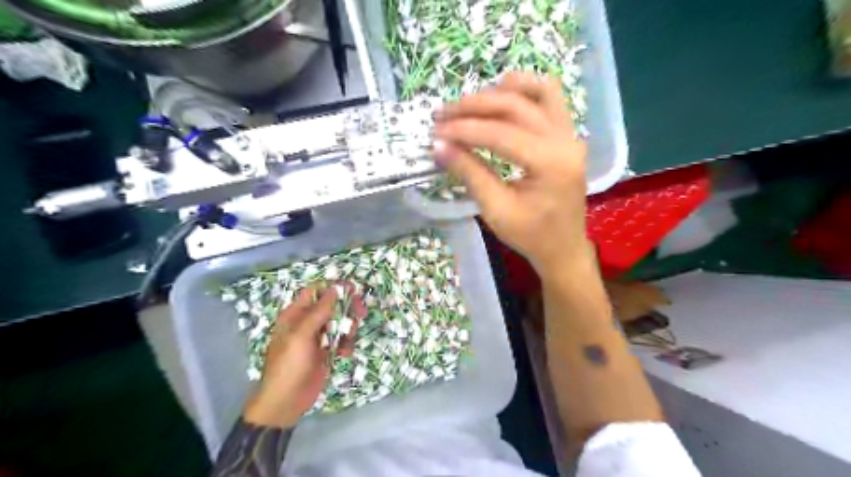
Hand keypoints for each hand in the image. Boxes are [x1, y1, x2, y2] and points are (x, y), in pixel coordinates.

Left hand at [247, 287, 365, 428]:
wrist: (286, 402)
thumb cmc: (289, 365)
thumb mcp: (301, 335)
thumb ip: (319, 311)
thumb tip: (335, 289)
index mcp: (296, 314)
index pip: (316, 292)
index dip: (333, 288)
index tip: (352, 289)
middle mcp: (307, 323)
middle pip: (332, 306)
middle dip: (347, 307)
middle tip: (361, 311)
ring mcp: (318, 338)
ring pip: (339, 323)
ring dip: (348, 328)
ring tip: (349, 338)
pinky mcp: (327, 352)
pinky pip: (341, 340)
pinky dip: (346, 344)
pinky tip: (344, 354)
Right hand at [438, 73, 593, 277]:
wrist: (563, 248)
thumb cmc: (531, 236)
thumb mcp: (496, 210)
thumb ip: (470, 174)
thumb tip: (439, 146)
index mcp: (550, 163)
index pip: (500, 133)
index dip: (464, 129)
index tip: (436, 131)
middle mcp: (565, 140)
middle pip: (516, 106)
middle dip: (474, 106)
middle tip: (443, 113)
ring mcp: (570, 134)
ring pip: (537, 92)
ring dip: (500, 91)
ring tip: (469, 102)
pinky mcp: (568, 136)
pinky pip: (550, 99)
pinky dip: (525, 90)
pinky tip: (503, 95)